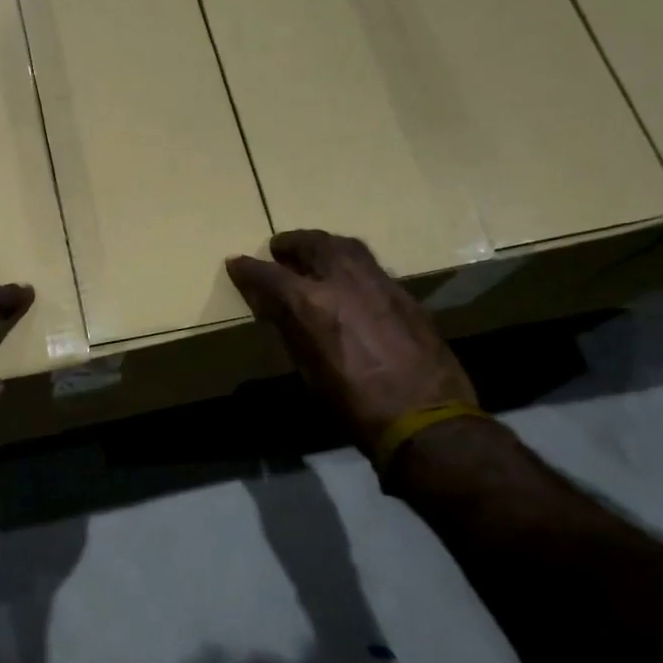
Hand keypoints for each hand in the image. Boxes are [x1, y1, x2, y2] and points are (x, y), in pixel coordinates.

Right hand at [227, 230, 476, 457]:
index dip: (249, 269)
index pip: (270, 275)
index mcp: (312, 304)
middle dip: (292, 243)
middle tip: (279, 248)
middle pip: (314, 244)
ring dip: (325, 245)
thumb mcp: (309, 371)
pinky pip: (372, 267)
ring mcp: (380, 284)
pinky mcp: (405, 295)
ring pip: (347, 247)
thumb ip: (291, 330)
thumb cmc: (354, 406)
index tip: (236, 263)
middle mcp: (345, 282)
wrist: (426, 419)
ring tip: (315, 253)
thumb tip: (274, 306)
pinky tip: (350, 281)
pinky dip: (352, 265)